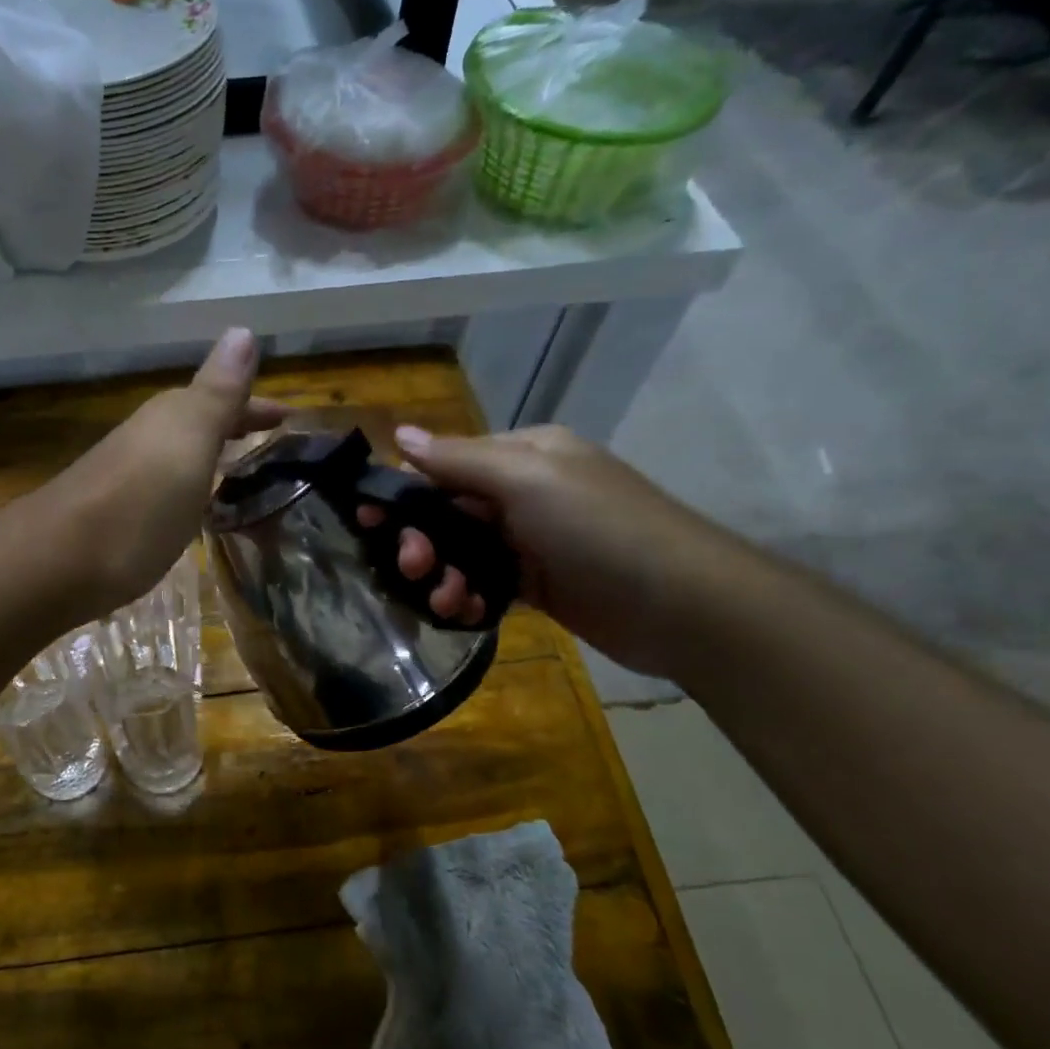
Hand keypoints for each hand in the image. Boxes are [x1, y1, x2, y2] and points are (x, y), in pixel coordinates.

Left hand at [36, 328, 286, 619]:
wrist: (57, 562)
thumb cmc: (139, 502)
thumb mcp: (188, 441)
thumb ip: (217, 393)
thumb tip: (242, 329)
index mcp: (169, 418)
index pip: (223, 399)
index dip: (255, 406)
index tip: (289, 417)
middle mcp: (145, 440)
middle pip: (197, 424)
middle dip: (233, 427)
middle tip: (268, 441)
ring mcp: (126, 478)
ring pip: (178, 455)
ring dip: (209, 456)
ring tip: (238, 472)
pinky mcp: (115, 517)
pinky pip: (164, 489)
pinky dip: (186, 489)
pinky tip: (189, 510)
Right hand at [367, 424, 752, 676]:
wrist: (683, 605)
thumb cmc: (600, 528)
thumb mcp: (526, 480)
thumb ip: (458, 460)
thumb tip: (399, 434)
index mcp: (522, 456)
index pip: (445, 465)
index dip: (403, 492)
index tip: (366, 520)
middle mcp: (523, 493)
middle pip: (447, 513)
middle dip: (422, 540)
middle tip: (412, 567)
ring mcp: (531, 542)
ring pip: (461, 553)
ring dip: (443, 576)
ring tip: (445, 601)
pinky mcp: (538, 585)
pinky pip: (484, 585)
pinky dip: (468, 598)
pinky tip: (464, 614)